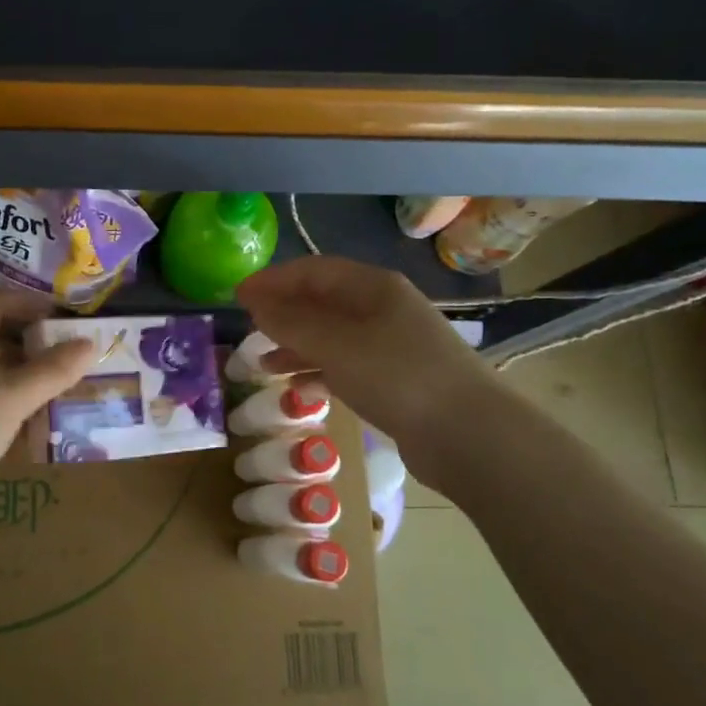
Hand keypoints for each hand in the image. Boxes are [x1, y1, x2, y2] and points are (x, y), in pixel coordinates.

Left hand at [0, 288, 95, 517]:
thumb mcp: (15, 395)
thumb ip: (54, 370)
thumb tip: (90, 342)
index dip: (28, 303)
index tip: (62, 318)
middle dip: (33, 344)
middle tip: (70, 360)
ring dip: (23, 379)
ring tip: (60, 395)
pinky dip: (8, 409)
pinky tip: (29, 431)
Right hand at [235, 256, 491, 478]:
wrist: (468, 434)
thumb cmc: (397, 376)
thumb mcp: (336, 344)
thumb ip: (291, 322)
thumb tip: (255, 303)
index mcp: (373, 287)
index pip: (313, 270)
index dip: (273, 280)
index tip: (237, 296)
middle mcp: (383, 309)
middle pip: (322, 301)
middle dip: (283, 312)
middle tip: (247, 327)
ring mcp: (391, 345)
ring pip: (332, 336)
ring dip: (296, 345)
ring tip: (262, 363)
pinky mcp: (394, 380)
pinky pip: (345, 365)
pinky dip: (318, 371)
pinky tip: (298, 388)